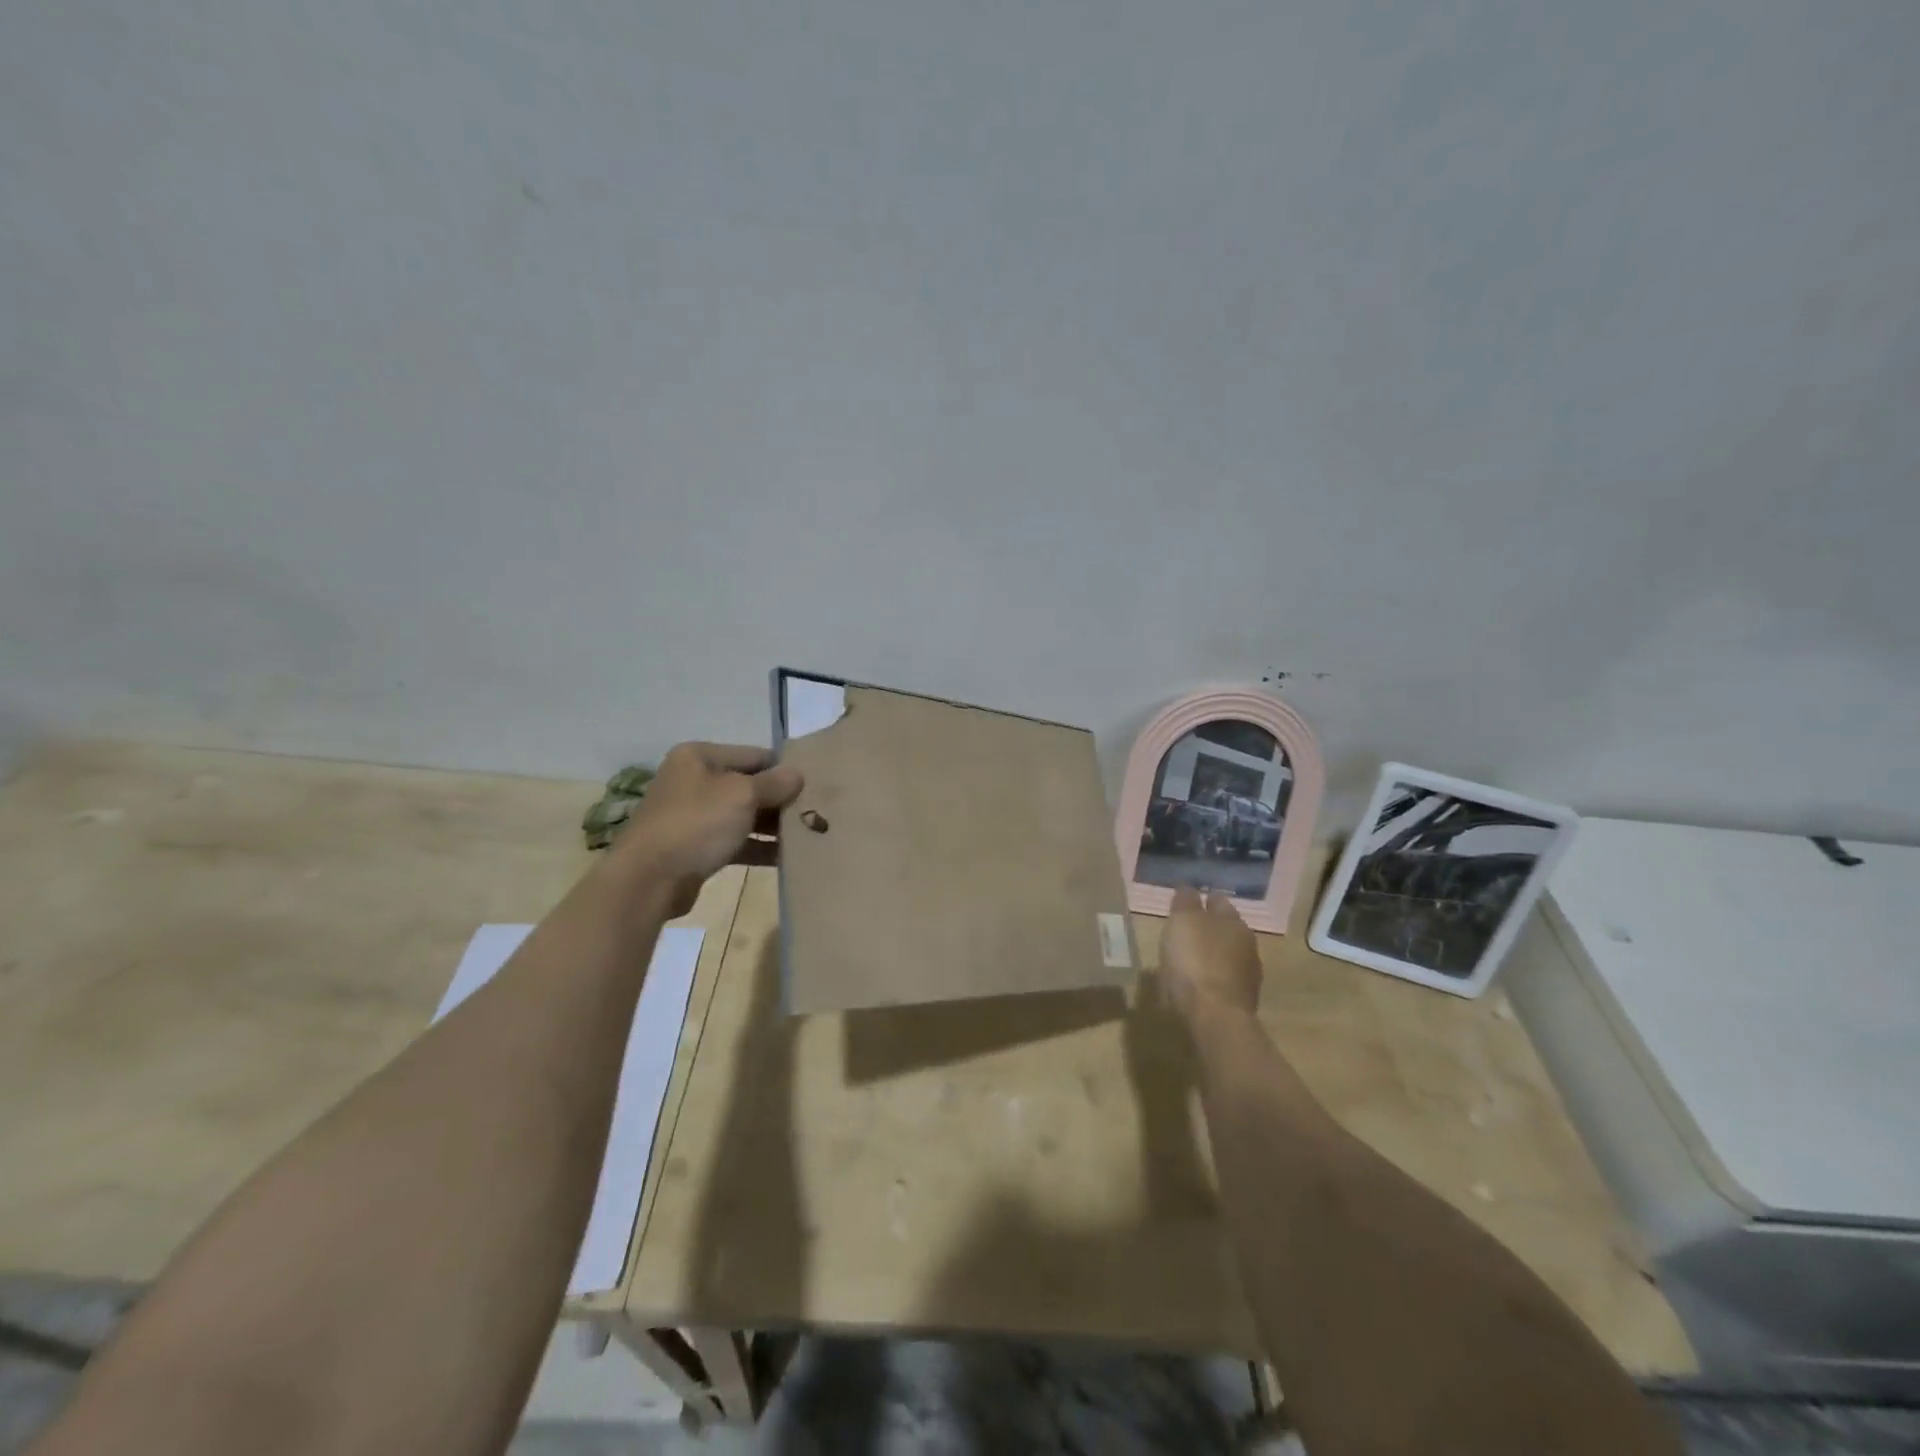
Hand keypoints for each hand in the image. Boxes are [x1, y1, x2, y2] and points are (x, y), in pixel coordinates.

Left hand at [610, 742, 802, 914]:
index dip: (784, 769)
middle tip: (815, 811)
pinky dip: (758, 846)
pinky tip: (787, 856)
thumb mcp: (742, 795)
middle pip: (748, 784)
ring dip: (772, 825)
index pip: (754, 755)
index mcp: (699, 756)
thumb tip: (798, 774)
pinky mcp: (696, 847)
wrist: (649, 879)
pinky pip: (735, 841)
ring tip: (807, 834)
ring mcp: (692, 815)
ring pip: (743, 814)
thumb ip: (774, 783)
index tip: (814, 785)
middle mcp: (693, 780)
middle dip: (779, 799)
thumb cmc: (697, 823)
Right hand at [1160, 887, 1263, 1020]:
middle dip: (1208, 928)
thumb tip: (1189, 889)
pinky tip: (1194, 984)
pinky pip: (1221, 982)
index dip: (1202, 900)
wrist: (1213, 1018)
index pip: (1219, 902)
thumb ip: (1186, 902)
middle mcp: (1247, 946)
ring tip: (1187, 959)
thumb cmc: (1196, 960)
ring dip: (1210, 956)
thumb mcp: (1183, 921)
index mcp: (1235, 923)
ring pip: (1225, 957)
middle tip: (1185, 930)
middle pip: (1225, 930)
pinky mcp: (1239, 1003)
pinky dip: (1209, 979)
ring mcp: (1247, 978)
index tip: (1186, 903)